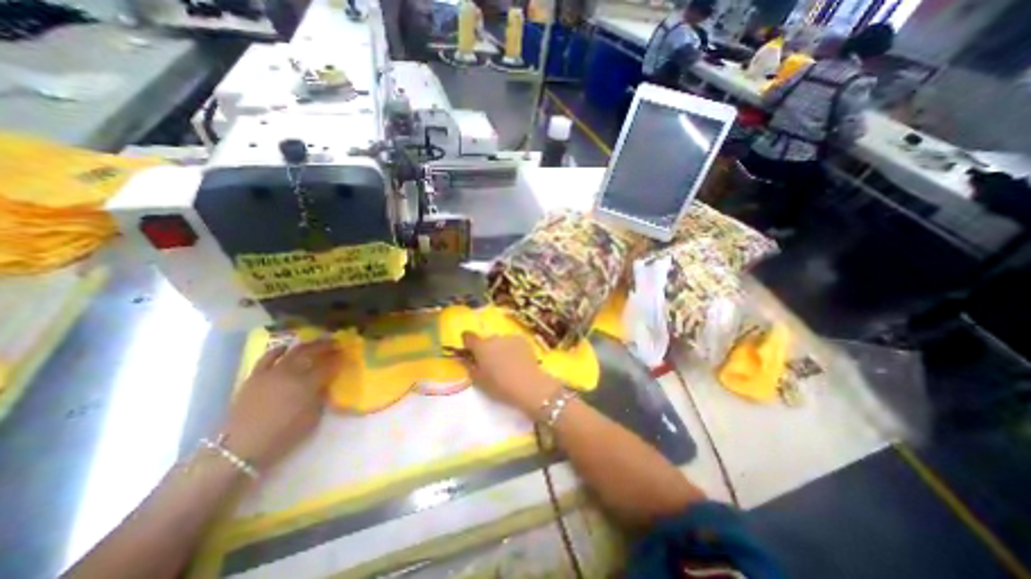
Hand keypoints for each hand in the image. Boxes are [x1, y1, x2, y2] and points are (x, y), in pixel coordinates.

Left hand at [220, 339, 340, 469]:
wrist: (240, 448)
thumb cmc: (282, 435)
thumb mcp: (312, 418)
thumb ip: (321, 397)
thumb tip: (325, 384)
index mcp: (308, 384)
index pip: (329, 365)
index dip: (339, 359)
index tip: (346, 354)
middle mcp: (291, 373)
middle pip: (312, 352)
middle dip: (327, 346)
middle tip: (336, 344)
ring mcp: (272, 373)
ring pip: (293, 351)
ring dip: (308, 345)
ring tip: (316, 343)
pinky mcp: (255, 376)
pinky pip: (268, 357)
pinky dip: (278, 350)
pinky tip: (286, 347)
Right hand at [461, 329, 561, 415]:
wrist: (528, 384)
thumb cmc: (500, 385)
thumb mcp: (479, 381)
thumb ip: (470, 367)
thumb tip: (466, 359)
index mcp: (481, 347)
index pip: (468, 336)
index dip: (468, 343)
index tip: (471, 352)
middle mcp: (494, 338)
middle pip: (486, 341)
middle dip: (487, 349)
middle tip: (492, 364)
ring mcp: (509, 337)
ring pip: (500, 341)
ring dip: (500, 348)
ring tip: (507, 364)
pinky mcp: (522, 340)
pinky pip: (513, 342)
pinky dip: (513, 348)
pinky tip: (518, 361)